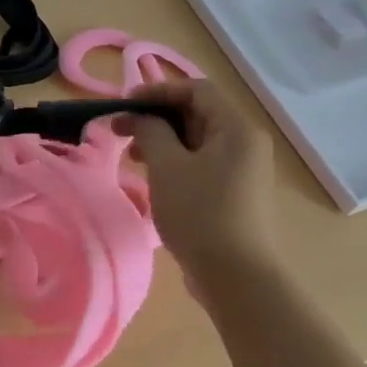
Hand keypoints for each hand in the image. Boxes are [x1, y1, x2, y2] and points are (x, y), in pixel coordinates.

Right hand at [113, 79, 277, 278]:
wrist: (236, 276)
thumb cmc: (199, 212)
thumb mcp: (167, 166)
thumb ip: (150, 131)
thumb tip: (141, 117)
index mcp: (236, 128)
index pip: (196, 90)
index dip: (158, 91)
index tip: (123, 104)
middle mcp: (246, 143)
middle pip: (198, 114)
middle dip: (157, 117)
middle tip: (121, 131)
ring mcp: (243, 170)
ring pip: (198, 141)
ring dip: (163, 141)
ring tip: (132, 156)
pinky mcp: (236, 194)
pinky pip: (203, 164)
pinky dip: (176, 161)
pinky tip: (154, 178)